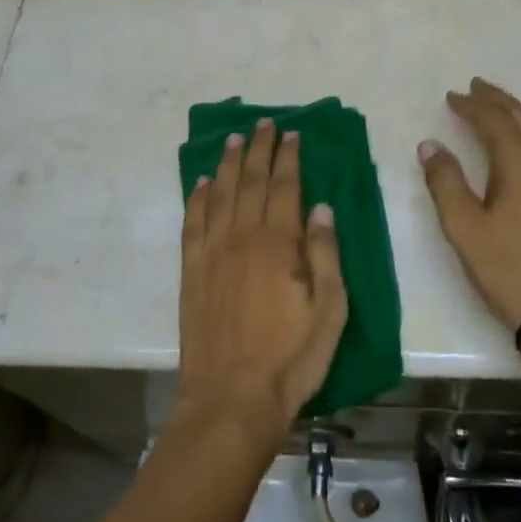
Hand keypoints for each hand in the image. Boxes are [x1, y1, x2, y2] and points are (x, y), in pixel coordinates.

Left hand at [176, 119, 348, 446]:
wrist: (231, 398)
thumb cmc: (291, 357)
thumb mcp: (329, 310)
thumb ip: (325, 254)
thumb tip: (322, 207)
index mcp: (279, 243)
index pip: (285, 187)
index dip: (289, 158)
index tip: (292, 134)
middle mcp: (242, 237)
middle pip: (250, 181)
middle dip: (258, 149)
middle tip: (263, 123)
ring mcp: (212, 252)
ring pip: (219, 194)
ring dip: (227, 164)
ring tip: (233, 138)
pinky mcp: (191, 271)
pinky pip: (192, 223)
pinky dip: (196, 198)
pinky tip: (200, 183)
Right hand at [418, 78, 520, 331]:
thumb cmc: (510, 268)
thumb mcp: (465, 228)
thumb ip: (445, 183)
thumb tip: (430, 146)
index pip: (494, 121)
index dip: (471, 106)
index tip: (451, 96)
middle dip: (499, 101)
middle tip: (478, 87)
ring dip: (519, 115)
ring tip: (501, 109)